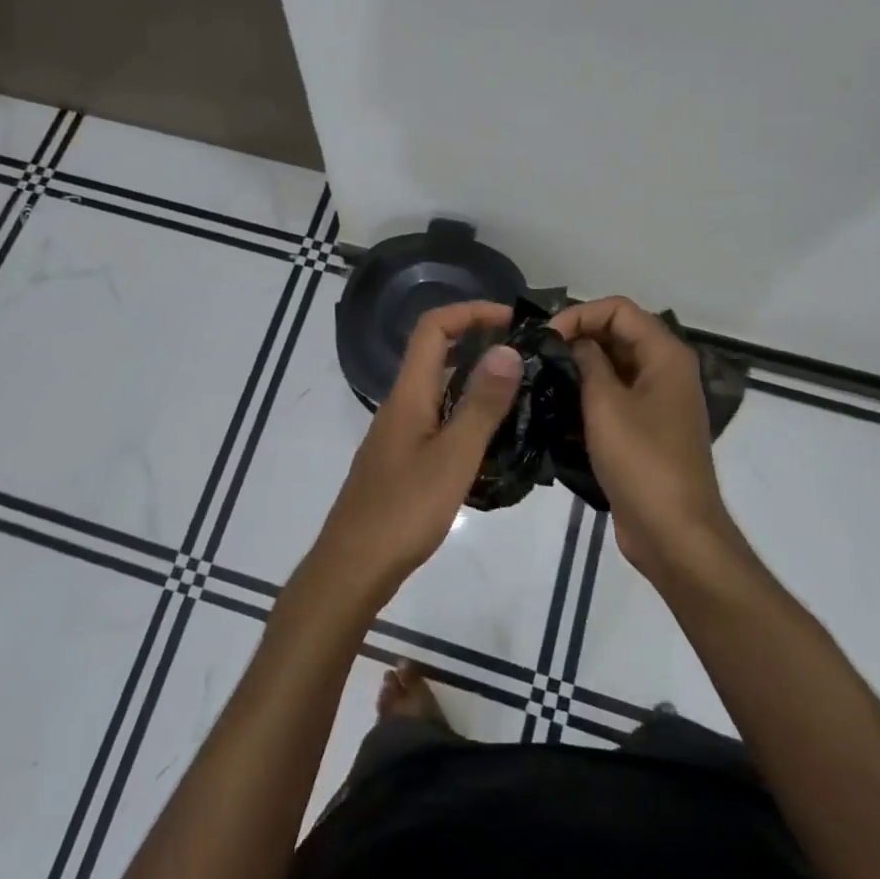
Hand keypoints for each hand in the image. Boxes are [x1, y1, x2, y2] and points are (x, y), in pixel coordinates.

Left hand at [307, 301, 523, 605]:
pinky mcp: (402, 460)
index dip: (470, 312)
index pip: (433, 328)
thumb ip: (481, 405)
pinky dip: (466, 415)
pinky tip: (493, 440)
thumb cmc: (404, 511)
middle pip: (435, 354)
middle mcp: (400, 405)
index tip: (512, 319)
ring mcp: (399, 434)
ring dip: (475, 381)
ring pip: (438, 389)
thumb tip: (507, 348)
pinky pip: (437, 419)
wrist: (353, 567)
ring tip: (521, 394)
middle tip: (526, 357)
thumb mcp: (453, 457)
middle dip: (478, 342)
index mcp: (408, 394)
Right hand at [547, 296, 743, 581]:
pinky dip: (585, 397)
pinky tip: (552, 410)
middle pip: (615, 334)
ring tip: (537, 380)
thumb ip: (586, 362)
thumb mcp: (606, 404)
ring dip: (576, 370)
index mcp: (665, 355)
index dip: (579, 314)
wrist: (673, 532)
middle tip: (534, 357)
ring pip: (610, 367)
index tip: (546, 337)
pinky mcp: (643, 429)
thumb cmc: (641, 461)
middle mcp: (664, 370)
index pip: (618, 309)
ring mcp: (655, 401)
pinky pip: (611, 398)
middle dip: (575, 340)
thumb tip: (570, 340)